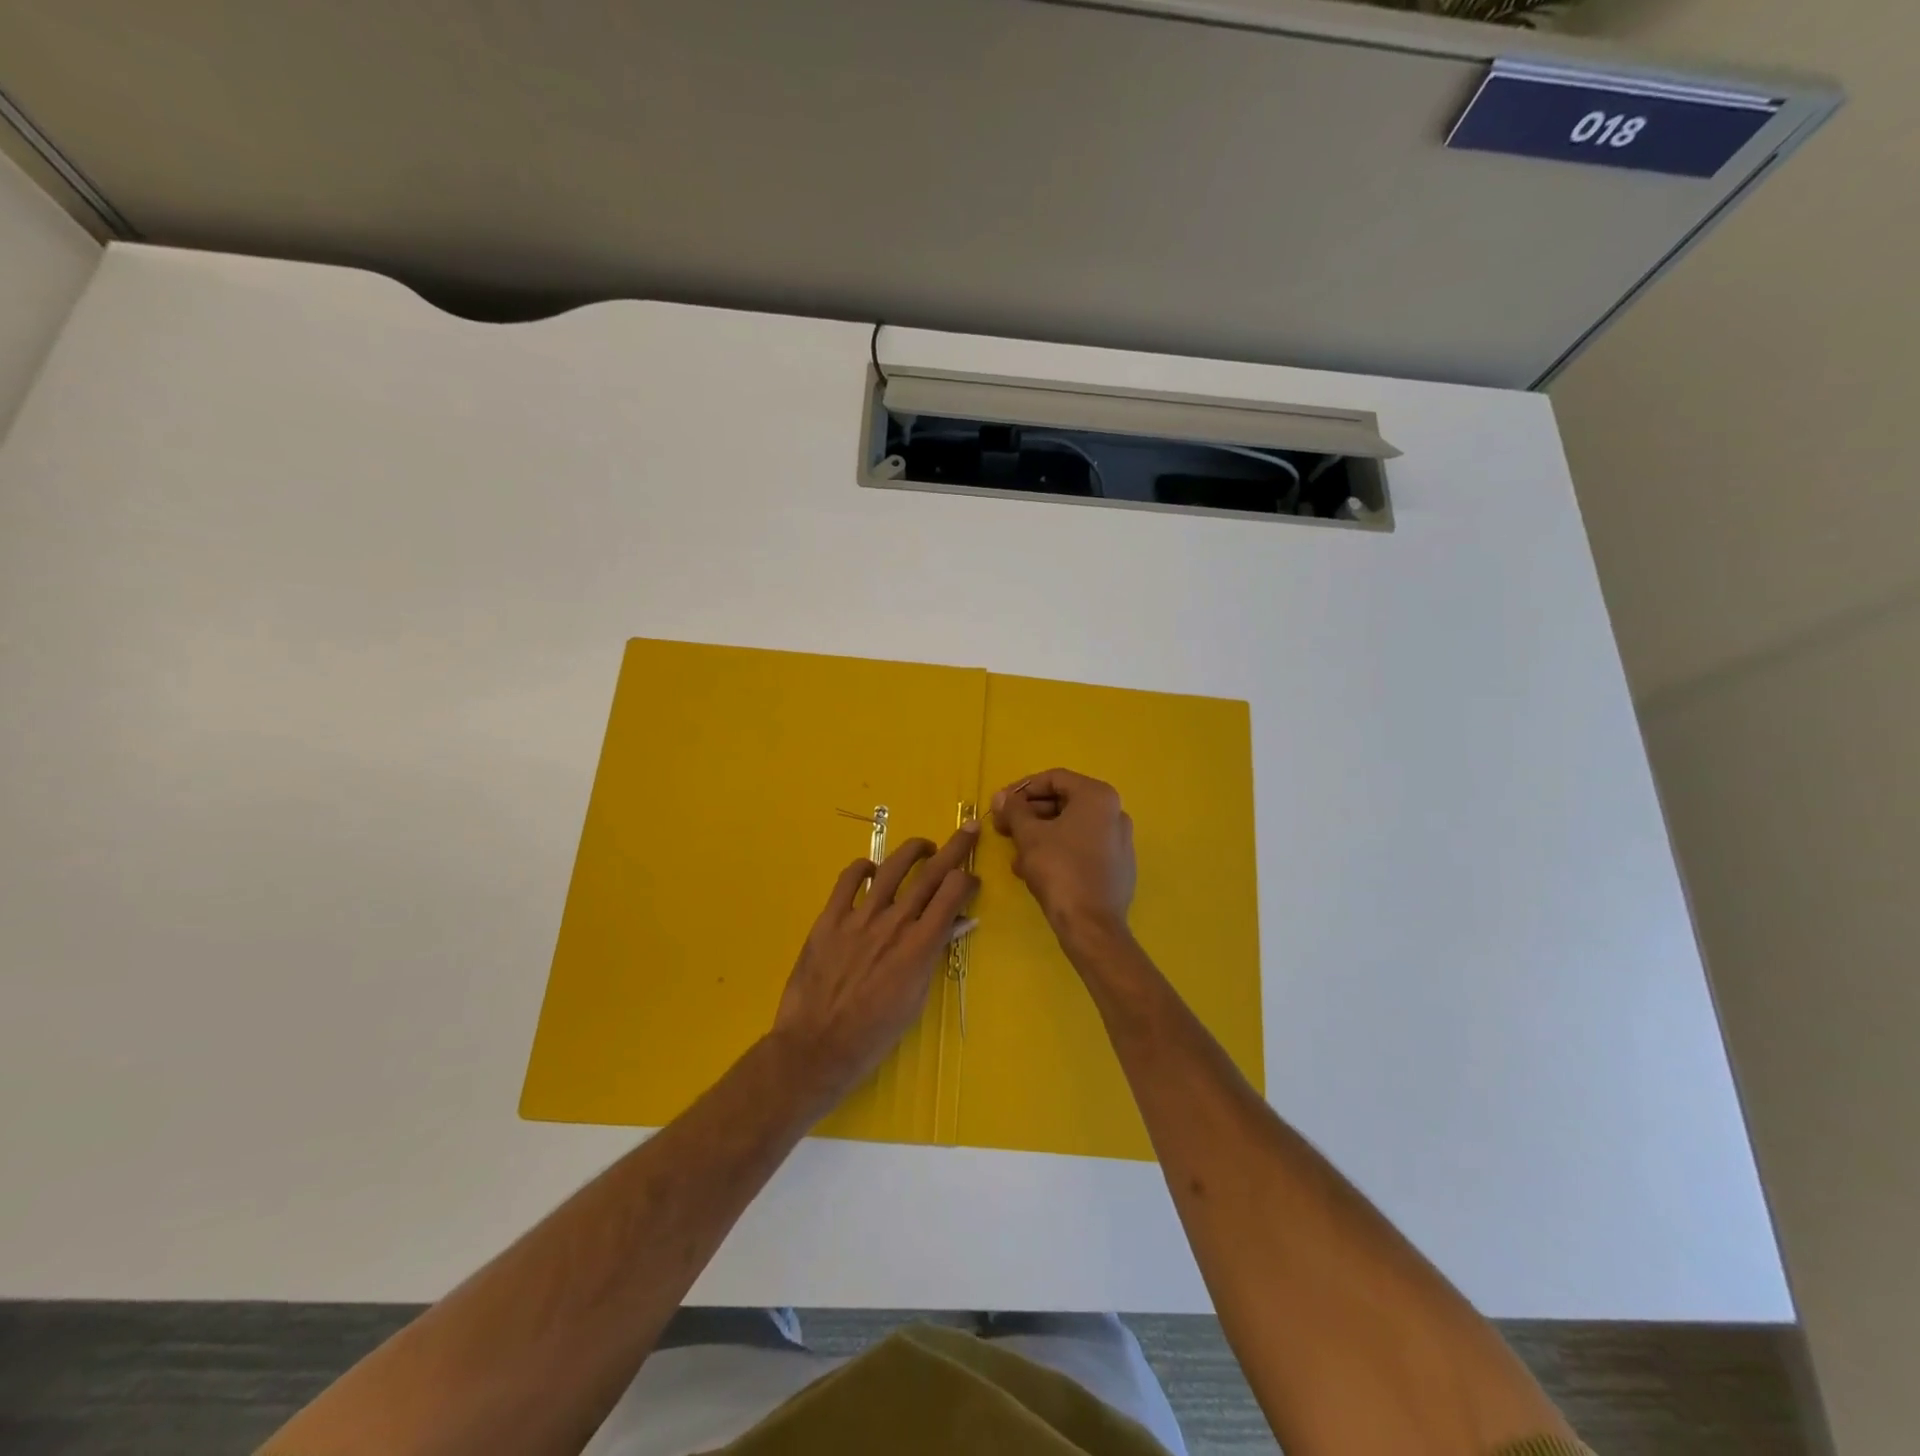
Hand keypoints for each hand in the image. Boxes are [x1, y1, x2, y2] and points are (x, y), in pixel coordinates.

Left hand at [771, 822, 980, 1106]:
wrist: (817, 1047)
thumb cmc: (874, 1034)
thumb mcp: (915, 999)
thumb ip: (933, 955)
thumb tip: (956, 924)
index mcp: (919, 945)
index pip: (953, 893)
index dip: (967, 879)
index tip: (971, 880)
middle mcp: (894, 923)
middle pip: (931, 873)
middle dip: (955, 848)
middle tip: (969, 829)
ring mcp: (859, 917)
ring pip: (891, 868)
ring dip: (913, 850)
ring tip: (924, 847)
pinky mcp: (829, 919)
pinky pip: (848, 880)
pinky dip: (863, 867)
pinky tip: (871, 868)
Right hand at [989, 769, 1134, 939]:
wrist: (1091, 925)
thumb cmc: (1059, 870)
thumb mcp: (1029, 835)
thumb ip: (1014, 810)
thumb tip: (1002, 797)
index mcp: (1098, 796)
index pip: (1054, 778)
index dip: (1022, 789)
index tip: (1000, 804)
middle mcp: (1115, 812)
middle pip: (1064, 803)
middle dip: (1029, 814)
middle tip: (1003, 828)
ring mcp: (1119, 841)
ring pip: (1071, 828)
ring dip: (1039, 836)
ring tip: (1016, 855)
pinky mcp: (1118, 867)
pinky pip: (1082, 848)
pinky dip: (1058, 852)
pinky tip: (1035, 871)